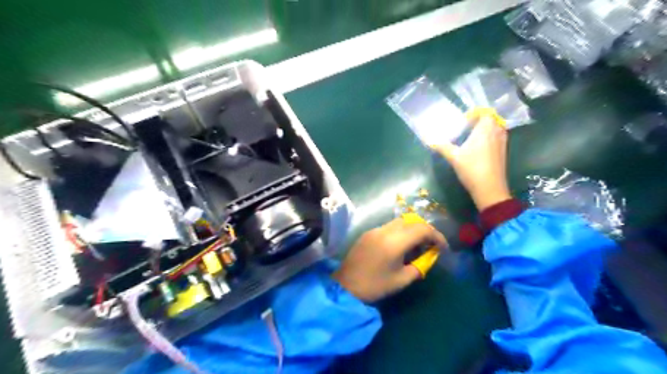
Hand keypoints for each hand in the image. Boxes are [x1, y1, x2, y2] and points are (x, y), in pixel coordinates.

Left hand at [333, 218, 447, 301]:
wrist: (345, 285)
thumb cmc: (375, 285)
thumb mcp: (402, 280)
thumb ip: (419, 266)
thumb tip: (428, 258)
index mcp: (395, 242)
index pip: (422, 229)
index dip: (436, 236)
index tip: (442, 248)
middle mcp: (385, 230)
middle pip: (411, 221)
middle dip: (425, 231)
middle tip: (431, 246)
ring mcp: (375, 230)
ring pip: (400, 222)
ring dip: (412, 230)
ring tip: (416, 247)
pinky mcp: (368, 233)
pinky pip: (389, 227)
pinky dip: (400, 232)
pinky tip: (400, 247)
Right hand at [433, 112, 511, 209]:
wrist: (489, 189)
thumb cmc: (471, 169)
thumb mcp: (453, 157)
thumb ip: (441, 146)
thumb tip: (428, 140)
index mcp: (486, 129)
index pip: (485, 113)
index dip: (475, 114)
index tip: (464, 121)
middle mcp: (497, 133)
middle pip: (492, 120)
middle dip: (480, 121)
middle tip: (466, 128)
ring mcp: (502, 143)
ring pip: (496, 129)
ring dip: (486, 130)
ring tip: (472, 137)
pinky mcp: (503, 153)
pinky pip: (498, 139)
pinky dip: (490, 139)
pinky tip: (479, 149)